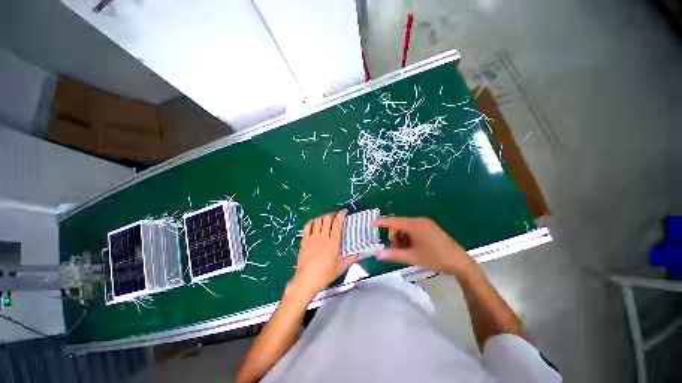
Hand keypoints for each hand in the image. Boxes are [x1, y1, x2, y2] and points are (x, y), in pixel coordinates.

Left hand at [291, 210, 358, 296]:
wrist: (306, 280)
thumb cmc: (325, 274)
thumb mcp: (341, 267)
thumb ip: (351, 259)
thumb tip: (360, 254)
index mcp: (333, 242)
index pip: (337, 223)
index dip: (341, 214)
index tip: (344, 212)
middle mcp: (322, 237)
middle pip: (327, 218)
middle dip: (332, 214)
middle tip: (336, 216)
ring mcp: (312, 238)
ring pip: (317, 221)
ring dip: (323, 217)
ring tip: (326, 220)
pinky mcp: (304, 240)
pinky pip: (307, 226)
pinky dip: (312, 222)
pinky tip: (314, 224)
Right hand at [372, 217, 471, 275]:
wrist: (460, 262)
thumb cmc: (436, 259)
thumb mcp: (413, 257)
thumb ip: (394, 254)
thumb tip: (378, 254)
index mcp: (415, 225)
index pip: (394, 221)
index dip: (382, 222)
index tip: (372, 223)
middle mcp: (419, 221)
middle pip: (399, 225)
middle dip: (395, 237)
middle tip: (398, 250)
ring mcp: (425, 223)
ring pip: (405, 227)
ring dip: (402, 238)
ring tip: (407, 251)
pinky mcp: (429, 228)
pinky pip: (413, 229)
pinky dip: (409, 237)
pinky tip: (413, 247)